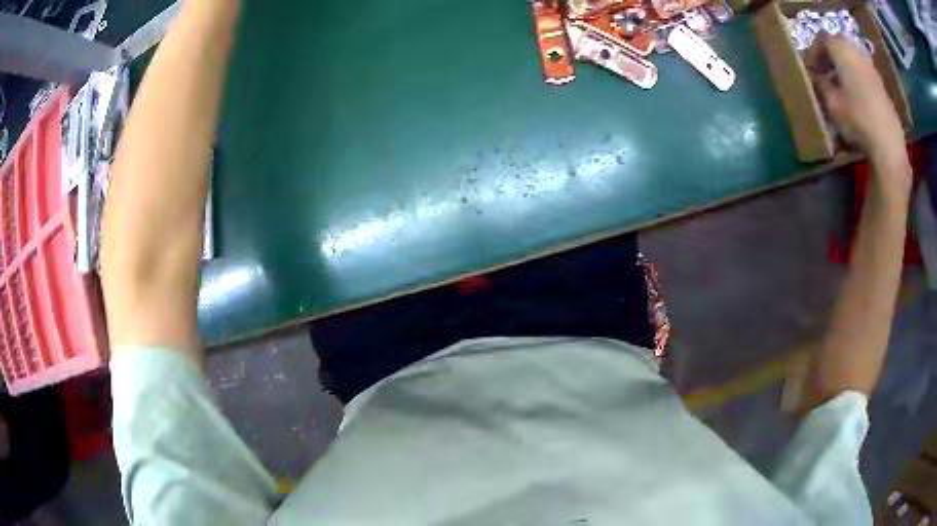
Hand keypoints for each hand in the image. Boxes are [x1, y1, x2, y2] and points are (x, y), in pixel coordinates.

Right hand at [809, 36, 909, 186]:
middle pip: (838, 46)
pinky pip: (863, 74)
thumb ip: (820, 85)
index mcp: (840, 48)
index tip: (810, 70)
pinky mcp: (881, 85)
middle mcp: (856, 50)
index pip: (821, 39)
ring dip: (844, 69)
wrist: (888, 144)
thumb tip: (814, 77)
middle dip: (829, 58)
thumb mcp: (831, 103)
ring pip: (852, 59)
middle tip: (823, 75)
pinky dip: (856, 80)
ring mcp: (871, 67)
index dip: (813, 53)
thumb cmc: (857, 118)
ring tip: (840, 89)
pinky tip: (856, 99)